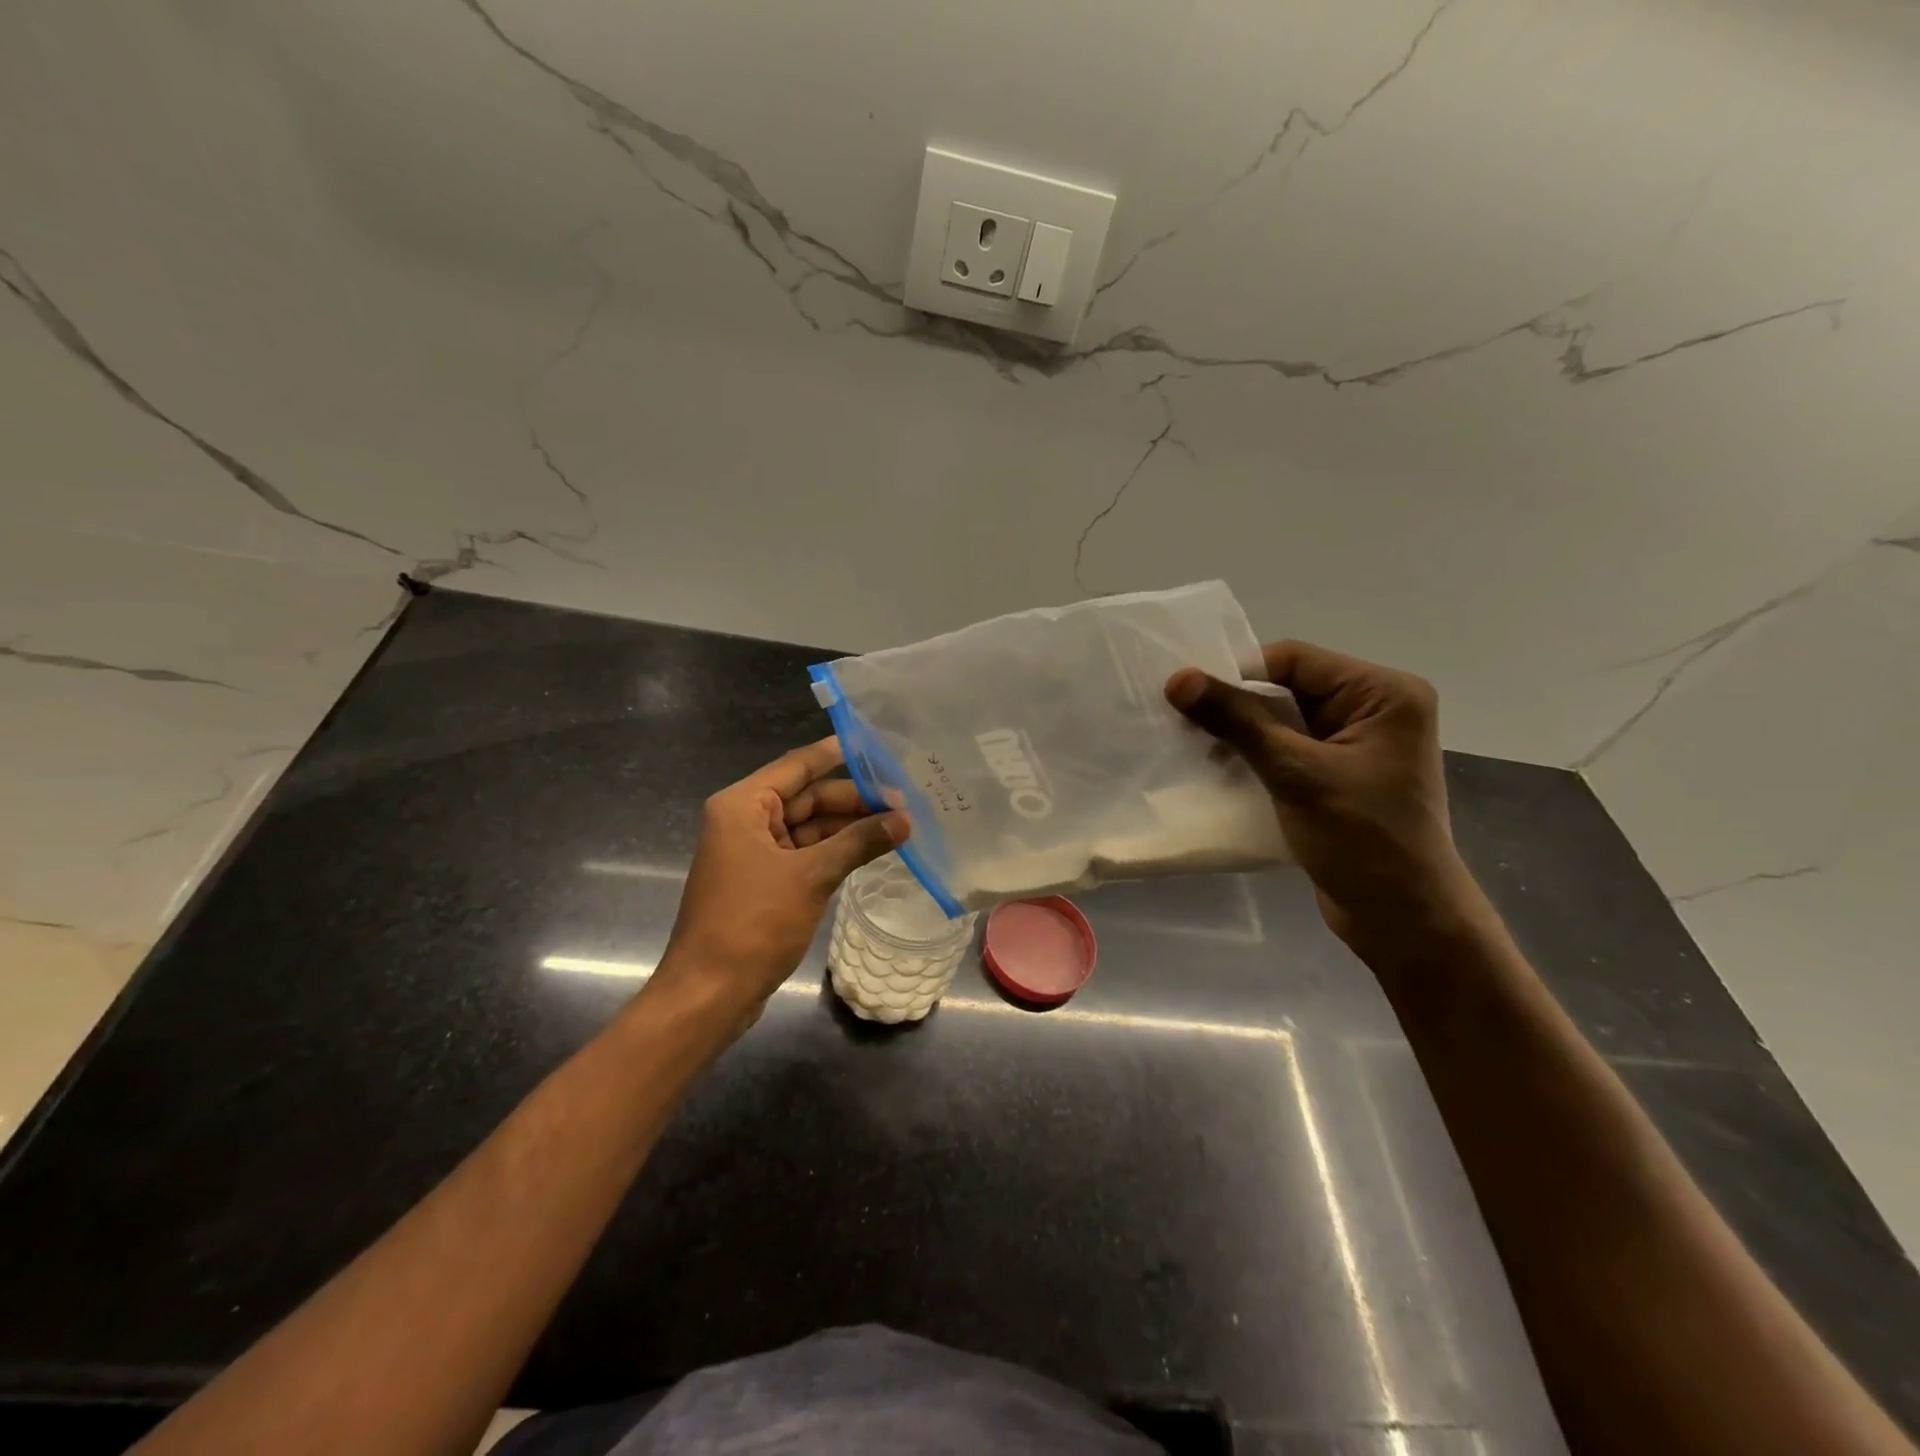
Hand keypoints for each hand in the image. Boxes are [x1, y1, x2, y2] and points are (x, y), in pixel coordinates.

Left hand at [651, 737, 907, 1029]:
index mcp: (743, 805)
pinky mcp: (764, 882)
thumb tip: (904, 820)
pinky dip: (835, 852)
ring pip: (809, 828)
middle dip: (853, 801)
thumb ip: (858, 842)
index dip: (837, 755)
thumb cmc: (753, 924)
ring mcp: (754, 853)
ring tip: (898, 827)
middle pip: (806, 798)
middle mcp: (745, 821)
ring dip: (849, 828)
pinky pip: (805, 854)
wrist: (710, 994)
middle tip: (904, 804)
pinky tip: (871, 851)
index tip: (878, 748)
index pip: (797, 766)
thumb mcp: (811, 876)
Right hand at [1166, 641, 1486, 951]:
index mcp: (1383, 693)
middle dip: (1237, 707)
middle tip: (1184, 723)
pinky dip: (1256, 756)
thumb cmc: (1361, 838)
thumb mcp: (1294, 772)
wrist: (1402, 919)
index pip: (1294, 661)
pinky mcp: (1340, 776)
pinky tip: (1222, 770)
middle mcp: (1375, 709)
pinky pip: (1289, 750)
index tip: (1187, 697)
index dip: (1238, 674)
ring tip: (1198, 750)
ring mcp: (1358, 745)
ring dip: (1242, 734)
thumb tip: (1177, 679)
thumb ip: (1237, 721)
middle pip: (1288, 688)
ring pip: (1284, 720)